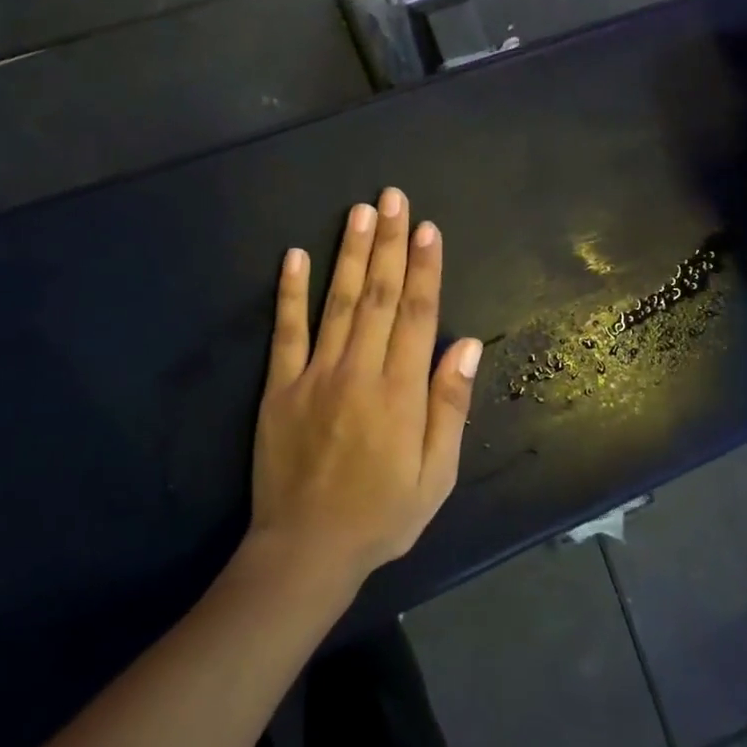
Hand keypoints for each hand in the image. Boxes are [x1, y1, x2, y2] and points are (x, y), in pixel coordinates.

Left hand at [249, 188, 482, 592]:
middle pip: (381, 296)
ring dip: (352, 254)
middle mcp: (360, 371)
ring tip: (361, 212)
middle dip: (391, 244)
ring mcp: (315, 375)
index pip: (418, 315)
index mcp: (400, 392)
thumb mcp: (436, 475)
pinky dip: (290, 292)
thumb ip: (450, 407)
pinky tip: (294, 255)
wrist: (307, 548)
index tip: (429, 229)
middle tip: (394, 198)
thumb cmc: (382, 515)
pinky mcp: (280, 386)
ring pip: (339, 302)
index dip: (426, 268)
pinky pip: (286, 331)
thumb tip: (466, 346)